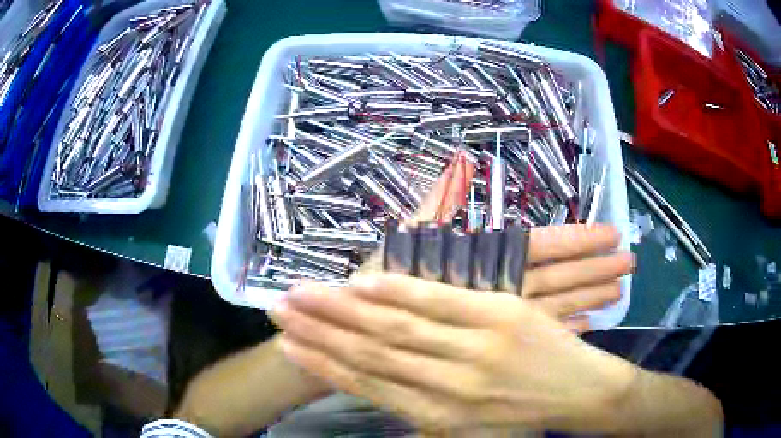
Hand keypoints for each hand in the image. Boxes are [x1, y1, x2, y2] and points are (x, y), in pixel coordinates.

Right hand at [271, 274, 635, 432]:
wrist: (582, 394)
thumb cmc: (523, 417)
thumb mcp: (468, 432)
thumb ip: (422, 416)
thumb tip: (377, 394)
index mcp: (437, 415)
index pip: (367, 385)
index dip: (323, 364)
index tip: (288, 346)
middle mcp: (446, 385)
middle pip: (370, 354)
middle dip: (319, 332)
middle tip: (279, 310)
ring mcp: (474, 348)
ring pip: (396, 328)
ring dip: (344, 311)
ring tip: (305, 294)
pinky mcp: (500, 315)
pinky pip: (440, 301)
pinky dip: (399, 291)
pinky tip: (365, 282)